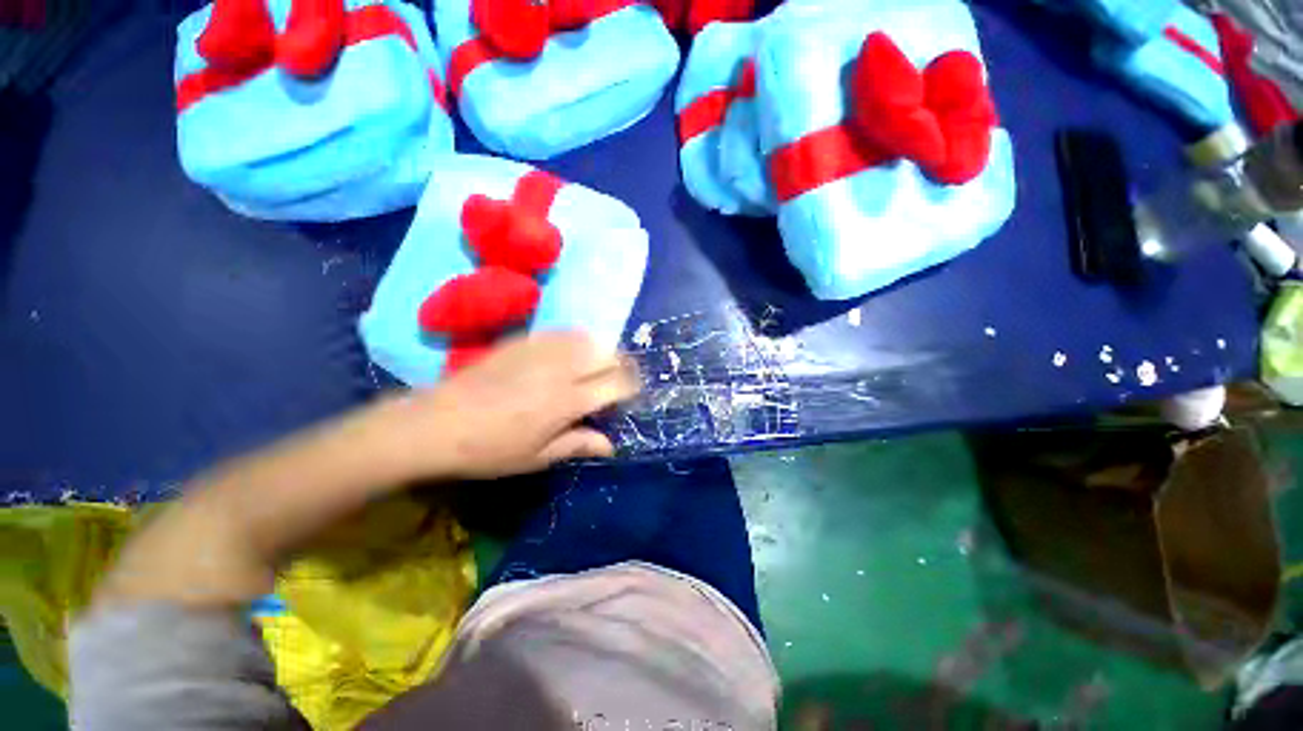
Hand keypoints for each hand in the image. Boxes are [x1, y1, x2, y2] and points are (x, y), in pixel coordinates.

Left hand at [366, 331, 640, 480]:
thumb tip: (611, 445)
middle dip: (620, 365)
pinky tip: (569, 353)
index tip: (631, 394)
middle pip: (607, 354)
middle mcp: (561, 369)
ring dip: (600, 350)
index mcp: (568, 401)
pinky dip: (576, 341)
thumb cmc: (489, 449)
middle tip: (616, 380)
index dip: (631, 387)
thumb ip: (579, 444)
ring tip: (597, 365)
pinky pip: (562, 332)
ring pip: (587, 338)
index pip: (616, 383)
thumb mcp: (537, 457)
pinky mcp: (523, 341)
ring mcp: (541, 350)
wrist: (436, 424)